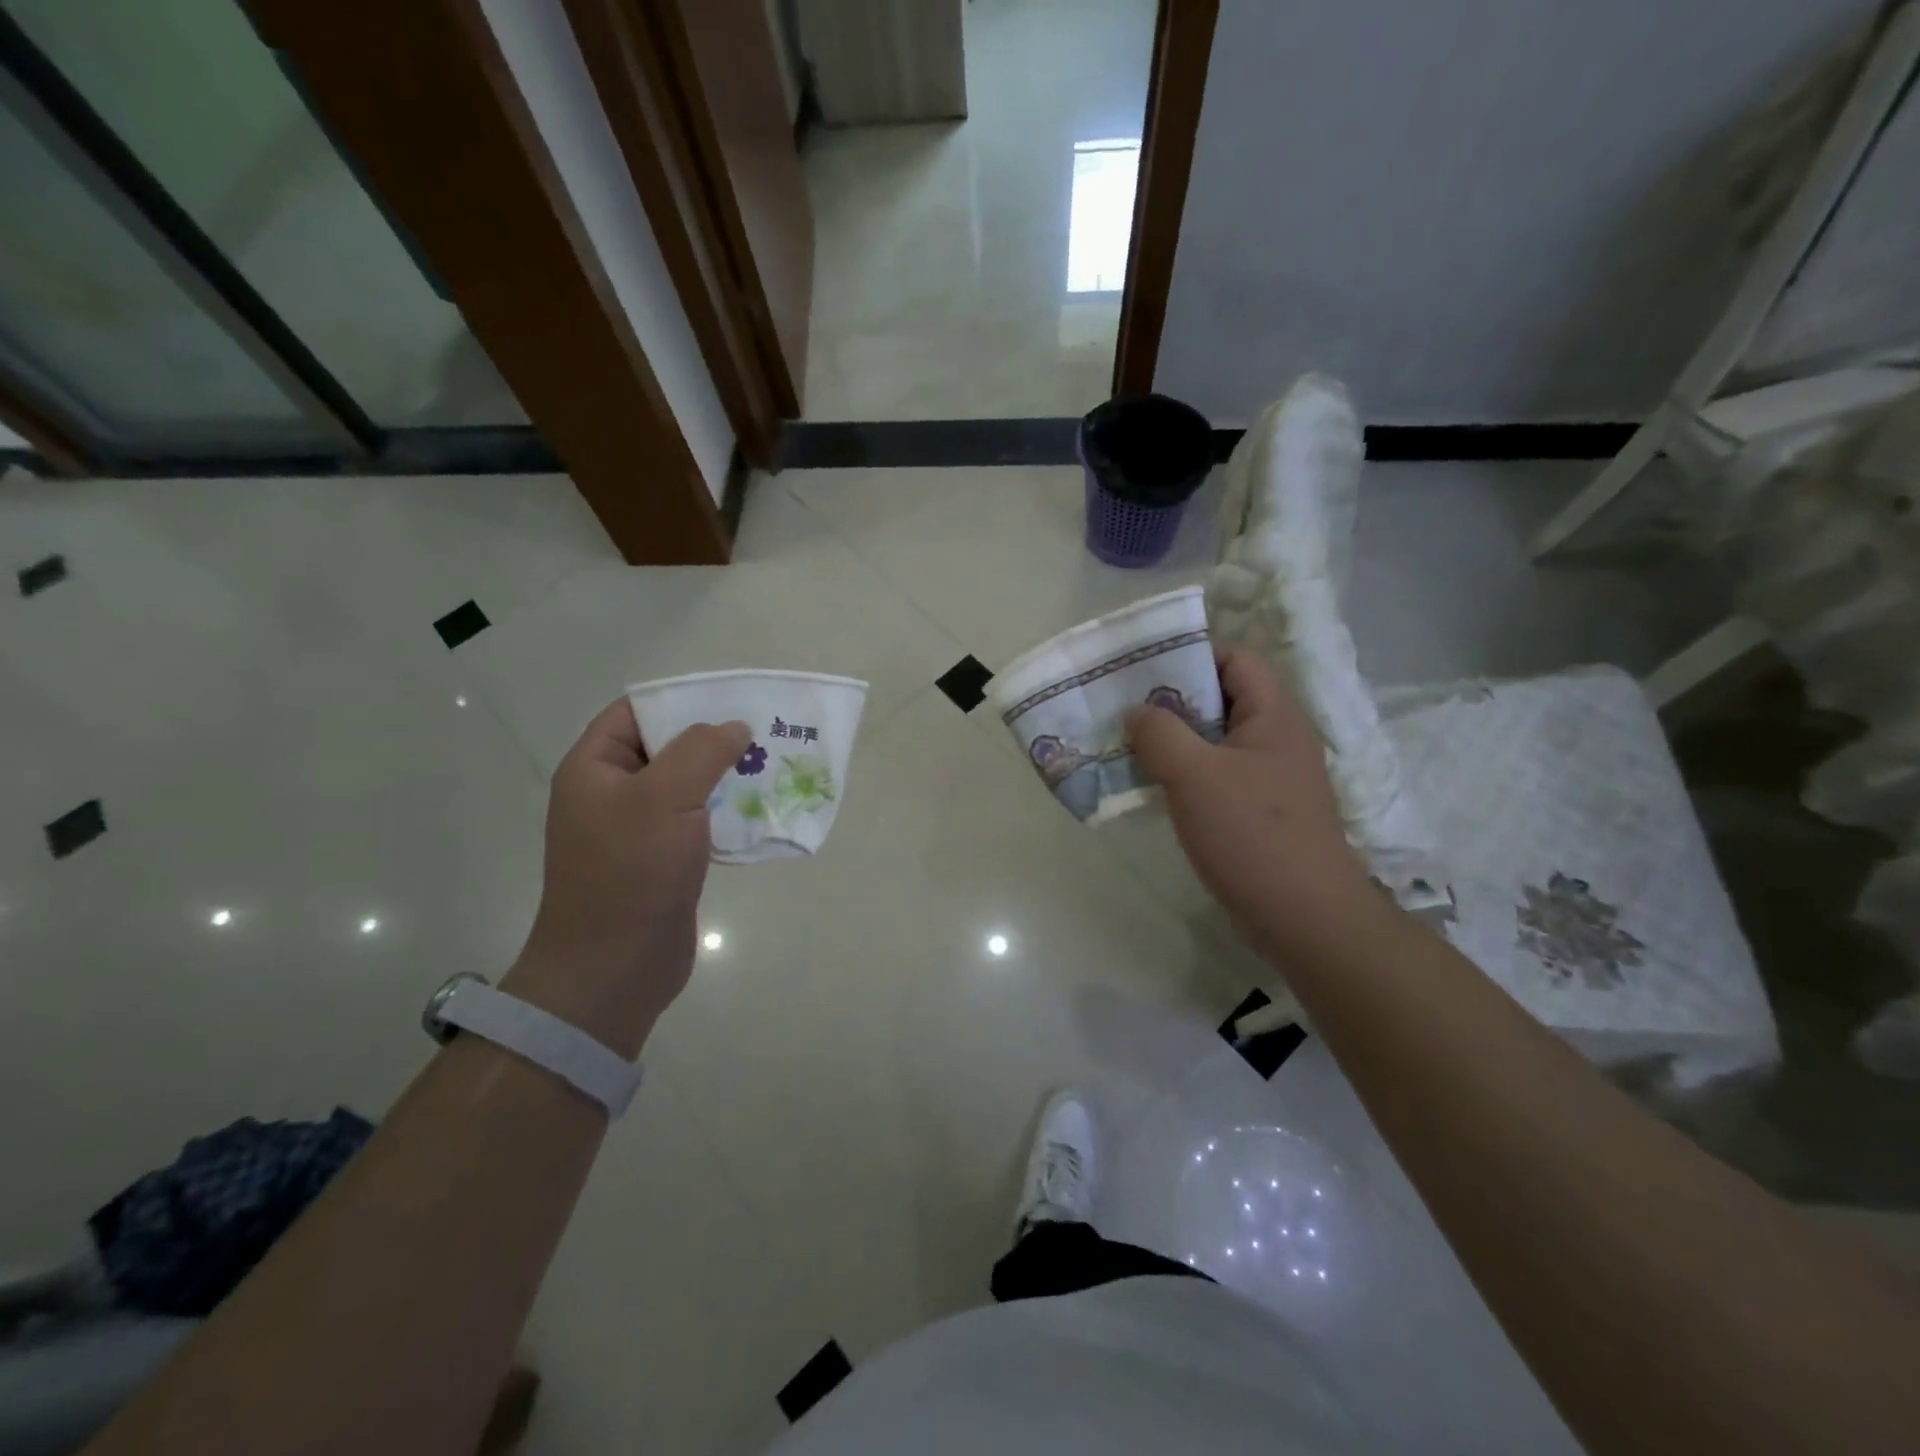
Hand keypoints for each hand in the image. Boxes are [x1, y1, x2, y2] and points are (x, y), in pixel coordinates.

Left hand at [504, 700, 749, 1057]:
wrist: (614, 968)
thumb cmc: (631, 872)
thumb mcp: (666, 798)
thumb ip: (702, 751)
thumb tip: (735, 727)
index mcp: (594, 769)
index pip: (634, 712)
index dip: (680, 699)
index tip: (731, 698)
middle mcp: (612, 793)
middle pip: (665, 747)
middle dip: (713, 738)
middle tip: (763, 730)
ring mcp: (636, 830)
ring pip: (686, 786)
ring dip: (724, 775)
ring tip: (771, 765)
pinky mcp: (662, 860)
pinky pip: (696, 821)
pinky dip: (725, 811)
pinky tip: (760, 809)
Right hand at [1126, 649, 1374, 954]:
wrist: (1302, 916)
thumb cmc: (1252, 833)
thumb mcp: (1195, 774)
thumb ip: (1160, 733)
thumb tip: (1138, 712)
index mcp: (1273, 716)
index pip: (1235, 660)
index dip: (1192, 654)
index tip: (1143, 667)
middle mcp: (1275, 739)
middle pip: (1221, 700)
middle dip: (1171, 700)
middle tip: (1123, 706)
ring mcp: (1267, 778)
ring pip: (1213, 742)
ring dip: (1172, 741)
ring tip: (1126, 744)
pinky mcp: (1257, 812)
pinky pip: (1214, 777)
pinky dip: (1182, 774)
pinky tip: (1150, 785)